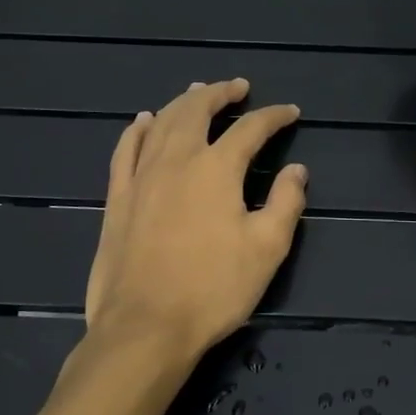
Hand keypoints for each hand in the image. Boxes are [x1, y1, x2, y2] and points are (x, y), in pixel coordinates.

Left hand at [83, 79, 308, 368]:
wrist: (144, 327)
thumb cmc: (212, 289)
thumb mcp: (266, 250)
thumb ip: (286, 203)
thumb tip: (297, 170)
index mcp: (217, 169)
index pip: (251, 128)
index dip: (273, 116)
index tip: (290, 111)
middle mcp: (177, 160)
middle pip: (198, 109)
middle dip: (221, 93)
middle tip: (237, 87)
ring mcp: (142, 176)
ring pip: (163, 122)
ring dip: (183, 102)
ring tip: (197, 91)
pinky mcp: (118, 197)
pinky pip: (125, 150)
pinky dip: (138, 129)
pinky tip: (144, 120)